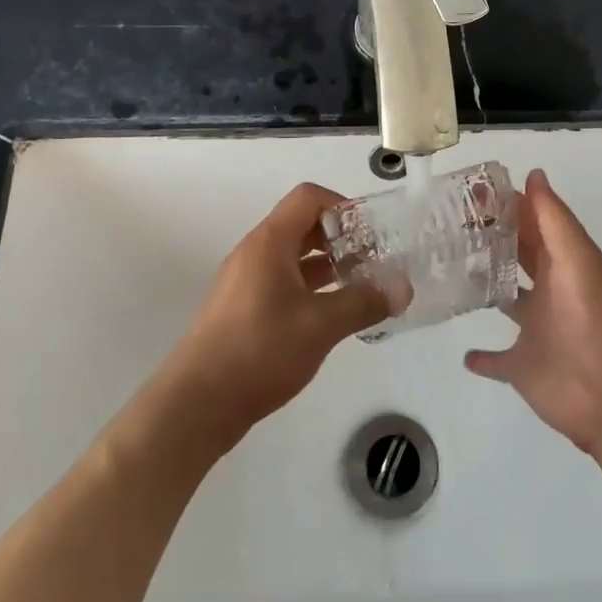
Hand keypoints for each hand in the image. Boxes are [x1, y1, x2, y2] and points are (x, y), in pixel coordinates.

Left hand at [166, 183, 392, 436]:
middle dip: (340, 237)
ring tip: (360, 287)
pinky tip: (331, 315)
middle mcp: (255, 252)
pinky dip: (310, 287)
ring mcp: (244, 281)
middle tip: (373, 260)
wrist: (197, 403)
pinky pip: (282, 281)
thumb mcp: (321, 325)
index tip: (371, 233)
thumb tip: (404, 288)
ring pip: (293, 256)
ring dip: (327, 264)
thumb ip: (364, 302)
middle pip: (302, 225)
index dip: (343, 206)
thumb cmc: (260, 350)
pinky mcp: (241, 309)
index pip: (309, 198)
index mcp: (270, 242)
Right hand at [464, 169, 601, 455]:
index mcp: (563, 262)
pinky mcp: (523, 368)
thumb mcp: (576, 260)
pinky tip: (464, 353)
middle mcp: (549, 291)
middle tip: (450, 223)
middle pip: (519, 257)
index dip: (509, 205)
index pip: (533, 223)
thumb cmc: (594, 320)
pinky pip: (498, 361)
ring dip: (486, 287)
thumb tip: (533, 173)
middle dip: (493, 240)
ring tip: (448, 270)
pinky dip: (483, 358)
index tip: (471, 190)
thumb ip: (552, 219)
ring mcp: (536, 330)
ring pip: (506, 301)